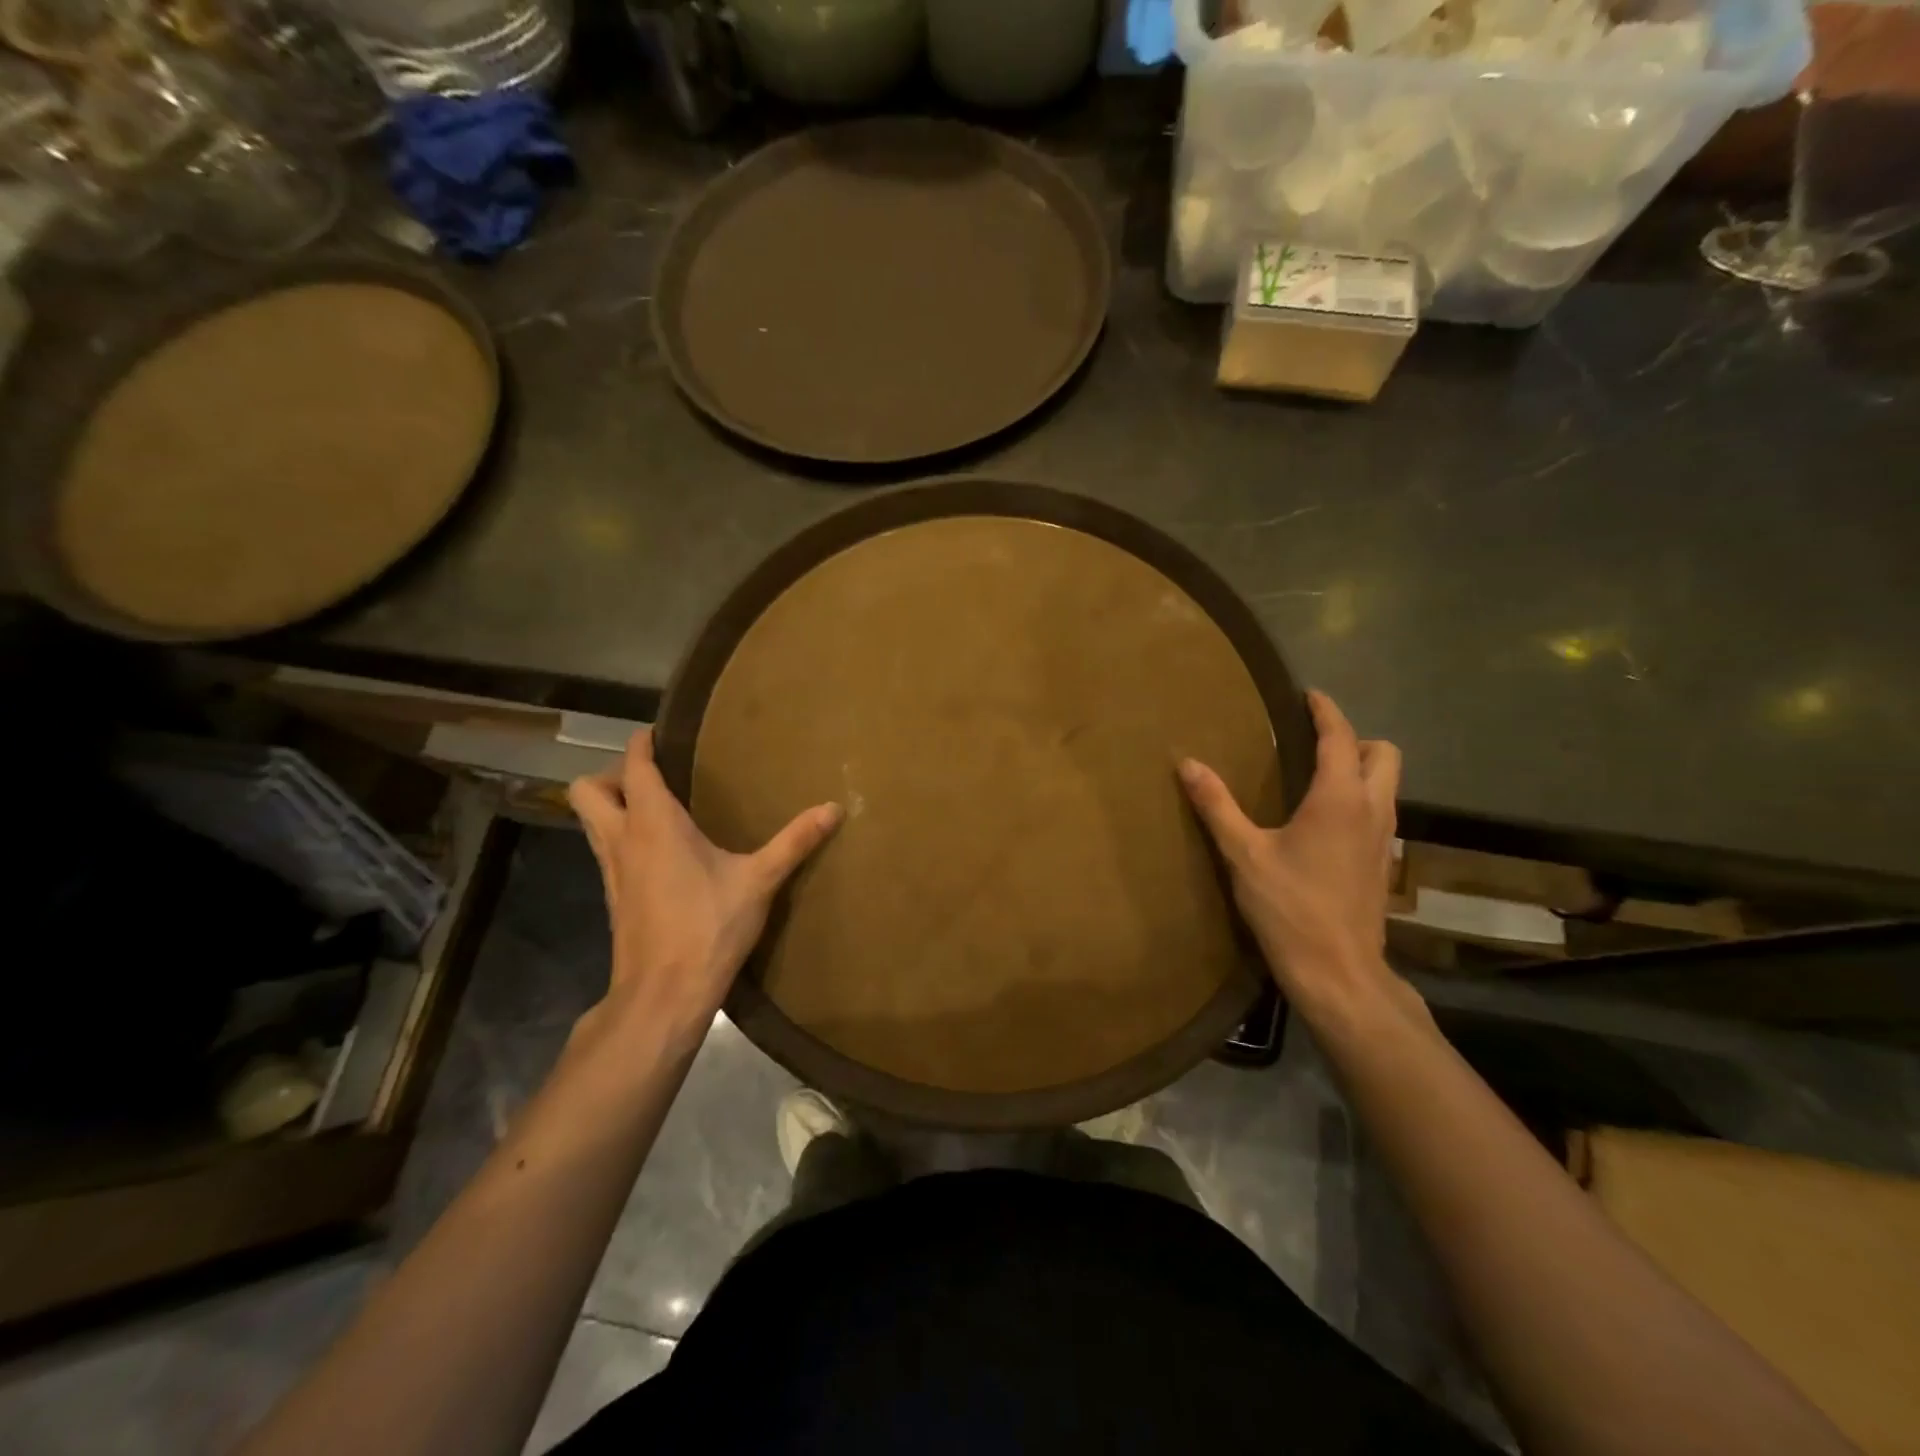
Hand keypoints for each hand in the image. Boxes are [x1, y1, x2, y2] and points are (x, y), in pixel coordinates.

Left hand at [568, 730, 841, 1034]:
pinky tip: (661, 853)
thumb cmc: (708, 927)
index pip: (634, 766)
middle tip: (655, 778)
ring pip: (590, 821)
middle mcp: (622, 839)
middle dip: (612, 775)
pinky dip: (621, 837)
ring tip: (658, 808)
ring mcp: (611, 871)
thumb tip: (834, 808)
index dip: (641, 743)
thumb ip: (795, 841)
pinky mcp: (614, 898)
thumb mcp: (760, 881)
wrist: (663, 994)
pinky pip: (605, 850)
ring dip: (612, 806)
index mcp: (653, 823)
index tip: (661, 732)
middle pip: (586, 790)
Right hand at [1179, 690, 1411, 1030]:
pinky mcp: (1383, 864)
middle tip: (1315, 742)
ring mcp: (1384, 839)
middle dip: (1355, 738)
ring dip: (1362, 768)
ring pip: (1388, 784)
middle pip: (1384, 754)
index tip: (1308, 695)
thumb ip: (1217, 805)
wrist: (1339, 972)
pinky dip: (1362, 798)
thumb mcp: (1244, 854)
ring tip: (1317, 776)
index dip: (1325, 711)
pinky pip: (1381, 811)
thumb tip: (1187, 763)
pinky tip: (1327, 822)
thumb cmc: (1290, 908)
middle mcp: (1372, 810)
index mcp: (1339, 798)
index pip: (1340, 737)